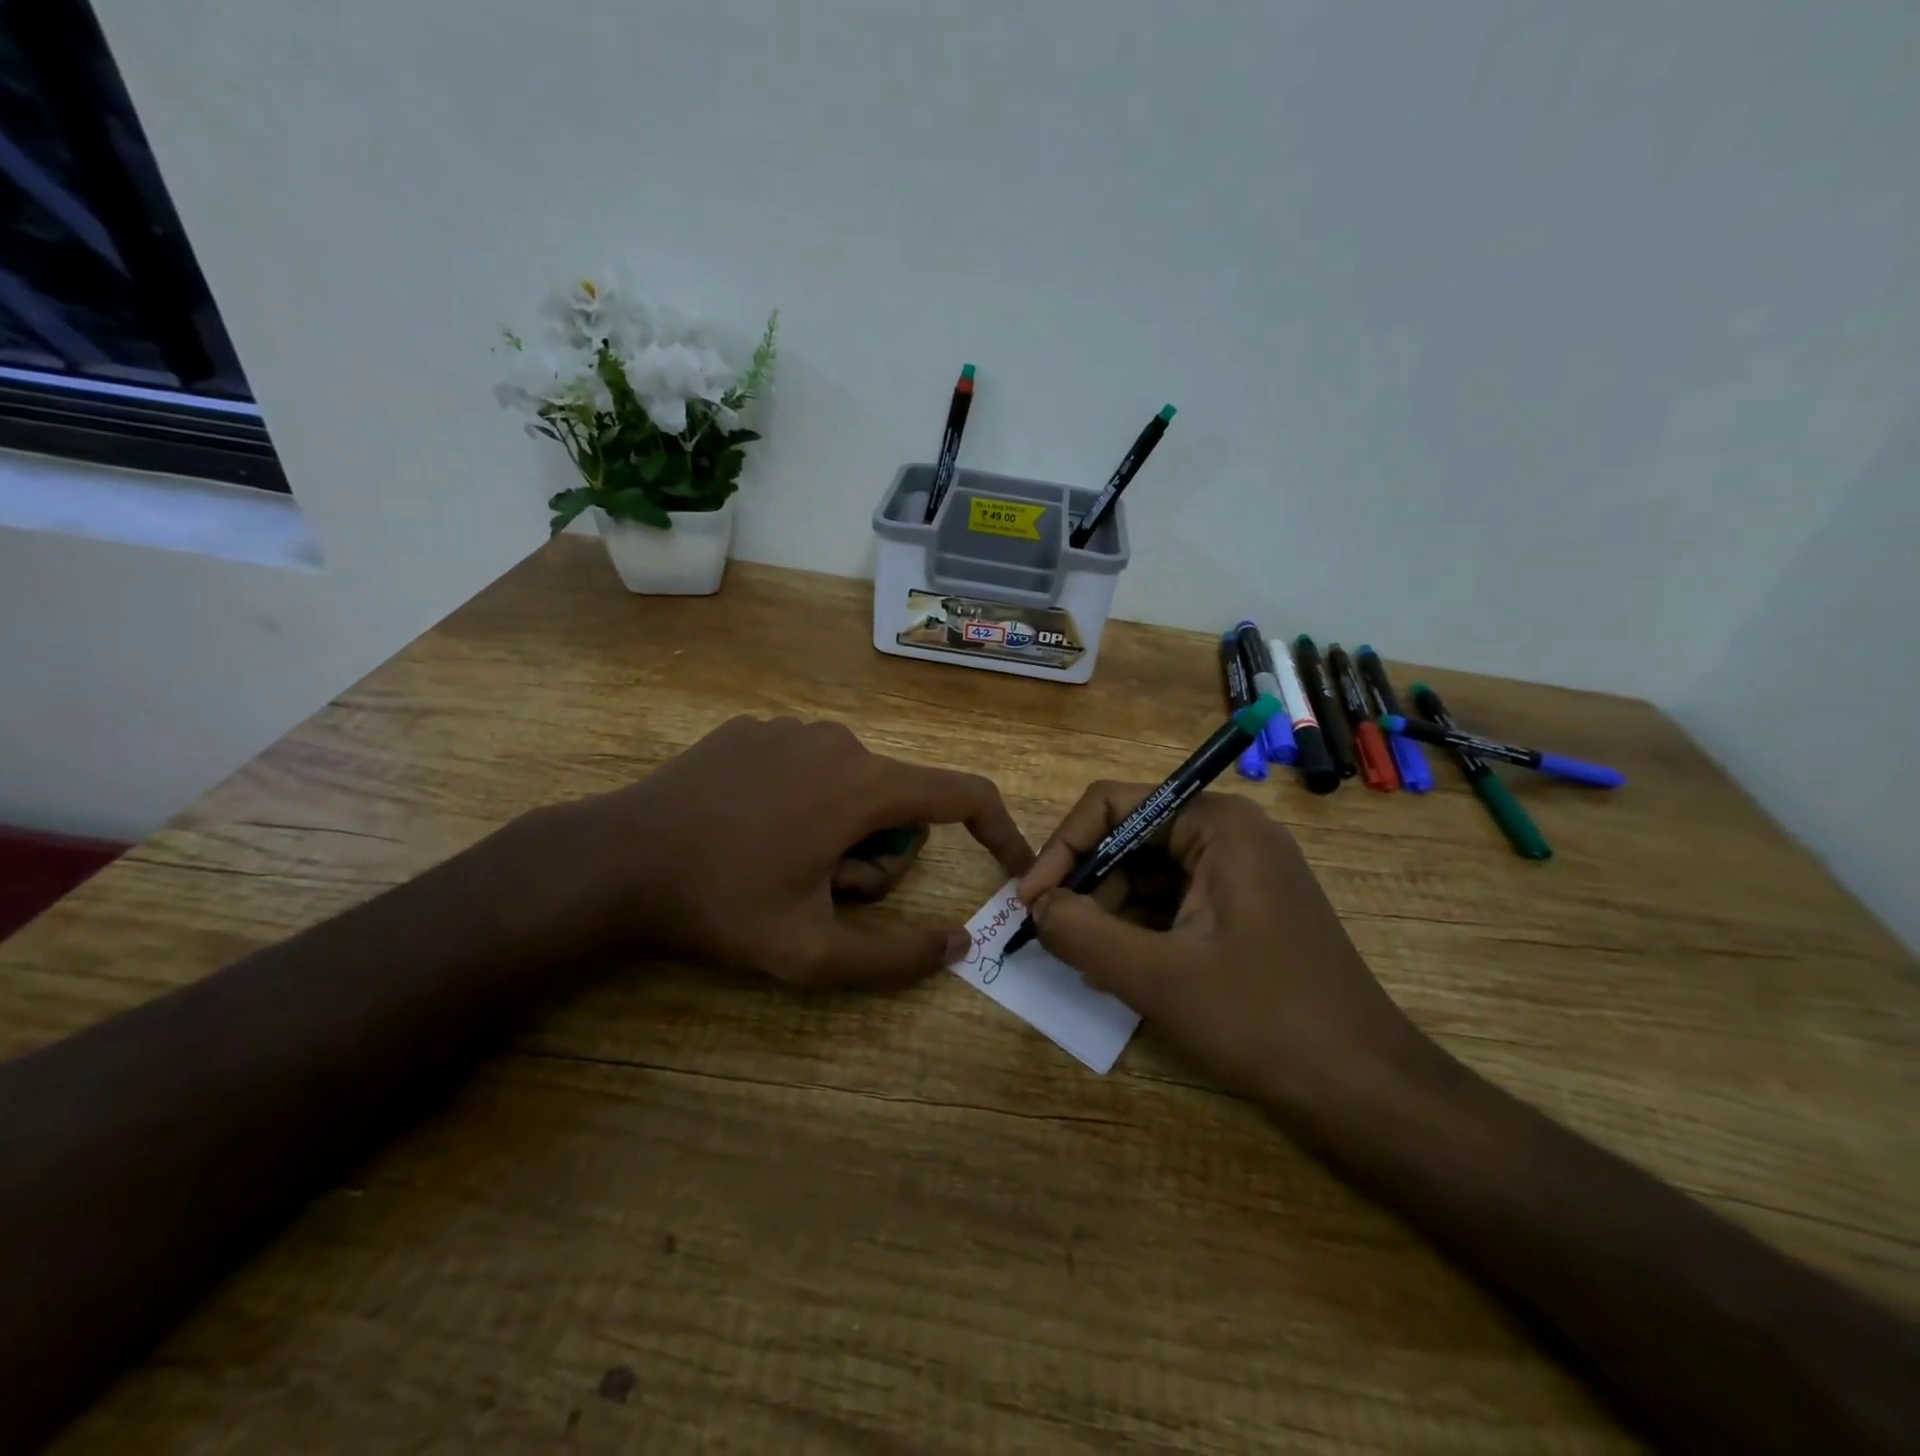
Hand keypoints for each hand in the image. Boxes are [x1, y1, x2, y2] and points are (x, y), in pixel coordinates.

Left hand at [535, 716, 1032, 986]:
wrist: (615, 860)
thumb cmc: (720, 906)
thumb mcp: (810, 953)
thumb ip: (894, 958)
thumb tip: (958, 945)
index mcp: (862, 785)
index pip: (962, 794)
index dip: (997, 831)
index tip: (1009, 866)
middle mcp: (838, 740)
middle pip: (899, 801)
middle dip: (879, 854)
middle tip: (823, 893)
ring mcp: (791, 727)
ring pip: (853, 784)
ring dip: (840, 830)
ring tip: (781, 863)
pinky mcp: (753, 727)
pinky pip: (809, 765)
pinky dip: (803, 801)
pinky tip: (750, 829)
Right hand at [1017, 784, 1430, 1110]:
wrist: (1366, 1091)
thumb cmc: (1263, 1021)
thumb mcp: (1157, 977)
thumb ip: (1083, 932)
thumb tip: (1036, 906)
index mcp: (1218, 824)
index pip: (1115, 806)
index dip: (1064, 847)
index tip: (1031, 901)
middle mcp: (1231, 834)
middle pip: (1131, 838)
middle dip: (1087, 885)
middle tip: (1055, 938)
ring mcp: (1241, 873)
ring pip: (1148, 874)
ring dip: (1109, 912)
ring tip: (1085, 962)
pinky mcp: (1244, 910)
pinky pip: (1173, 902)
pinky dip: (1139, 929)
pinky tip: (1118, 969)